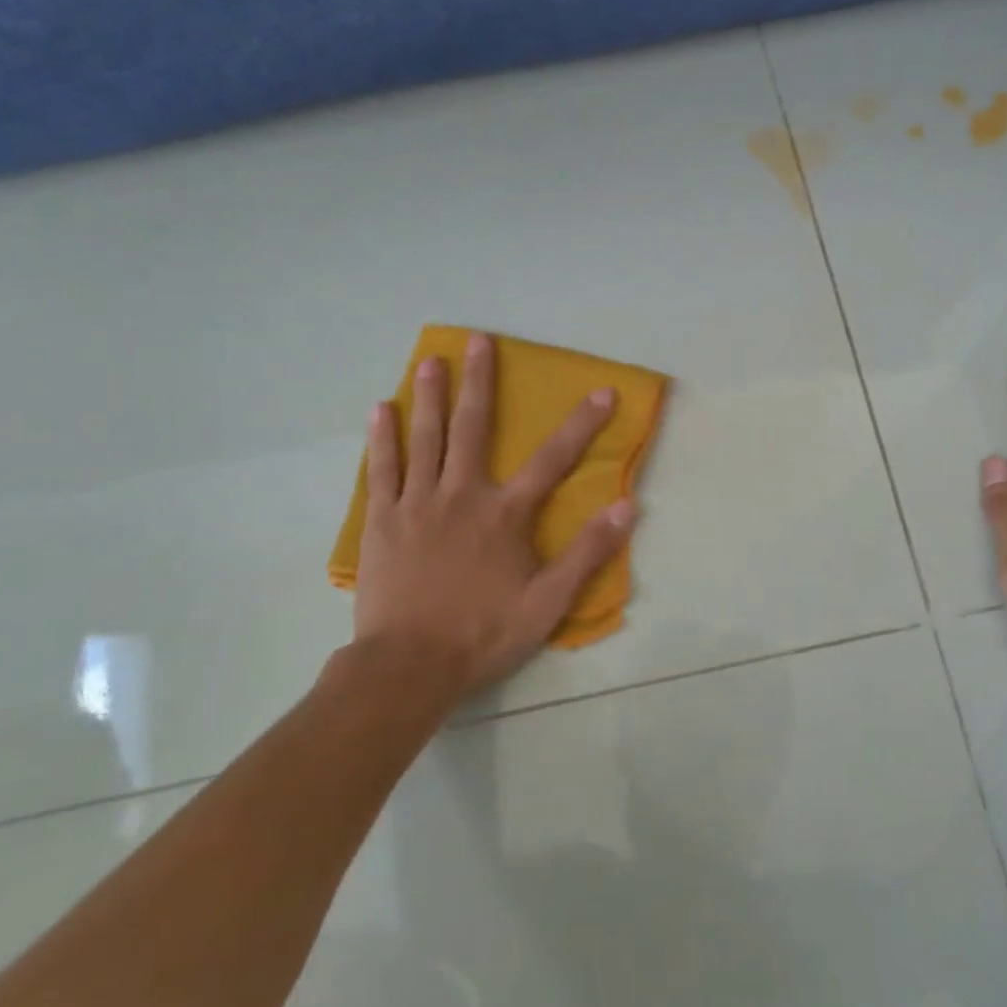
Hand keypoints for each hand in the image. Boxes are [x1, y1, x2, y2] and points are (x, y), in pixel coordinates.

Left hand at [350, 332, 635, 707]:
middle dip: (480, 381)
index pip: (553, 459)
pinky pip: (383, 469)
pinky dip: (383, 437)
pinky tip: (380, 409)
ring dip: (429, 395)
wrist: (408, 666)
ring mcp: (417, 504)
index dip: (582, 424)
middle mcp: (462, 495)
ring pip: (424, 438)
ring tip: (430, 360)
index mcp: (504, 514)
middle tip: (477, 340)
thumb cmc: (483, 633)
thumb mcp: (548, 603)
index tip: (601, 391)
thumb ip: (587, 553)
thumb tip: (625, 507)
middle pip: (473, 428)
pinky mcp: (383, 521)